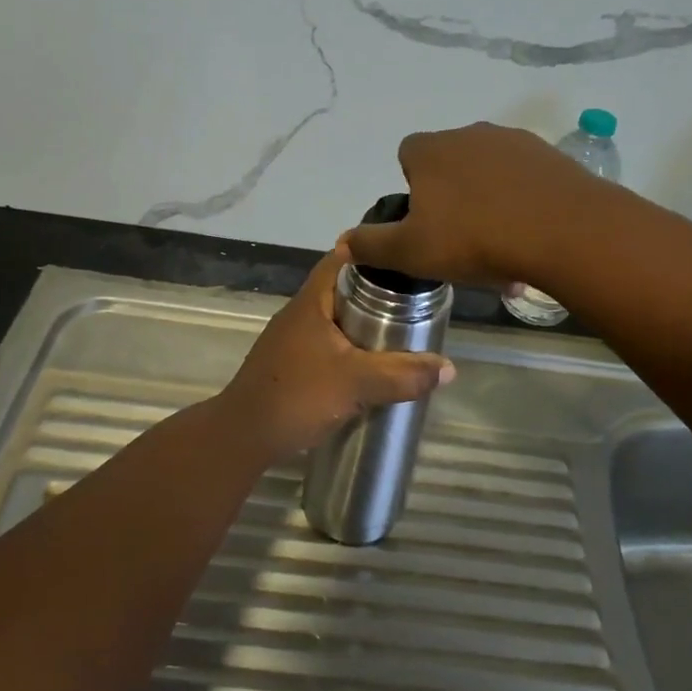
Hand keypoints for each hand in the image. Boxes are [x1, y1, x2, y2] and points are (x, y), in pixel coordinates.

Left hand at [216, 244, 454, 459]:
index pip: (342, 258)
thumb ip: (403, 375)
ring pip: (336, 320)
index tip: (406, 259)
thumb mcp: (357, 384)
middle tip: (415, 302)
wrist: (243, 437)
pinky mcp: (291, 365)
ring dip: (364, 325)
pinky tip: (371, 367)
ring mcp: (292, 340)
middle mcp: (300, 313)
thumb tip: (448, 368)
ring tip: (401, 334)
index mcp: (312, 302)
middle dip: (378, 294)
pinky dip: (351, 349)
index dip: (373, 253)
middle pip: (343, 289)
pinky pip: (328, 345)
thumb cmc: (297, 396)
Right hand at [348, 122, 597, 286]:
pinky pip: (525, 178)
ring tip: (501, 246)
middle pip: (450, 163)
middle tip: (461, 239)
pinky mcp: (551, 155)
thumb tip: (341, 242)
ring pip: (489, 171)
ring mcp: (514, 140)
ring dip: (488, 200)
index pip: (408, 154)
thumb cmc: (474, 238)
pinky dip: (522, 201)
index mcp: (431, 150)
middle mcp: (469, 133)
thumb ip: (372, 245)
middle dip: (452, 195)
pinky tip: (532, 236)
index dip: (412, 186)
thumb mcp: (412, 251)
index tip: (425, 221)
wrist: (563, 230)